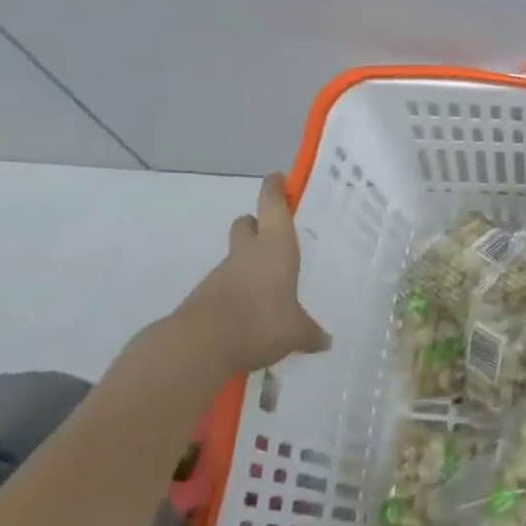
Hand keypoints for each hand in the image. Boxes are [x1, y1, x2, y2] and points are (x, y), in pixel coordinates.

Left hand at [179, 173, 330, 374]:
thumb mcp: (295, 331)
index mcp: (275, 245)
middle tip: (274, 236)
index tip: (278, 179)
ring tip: (268, 286)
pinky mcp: (204, 297)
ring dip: (248, 263)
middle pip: (247, 223)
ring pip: (235, 256)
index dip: (275, 188)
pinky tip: (250, 313)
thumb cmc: (260, 322)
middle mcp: (247, 252)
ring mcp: (222, 273)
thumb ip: (310, 333)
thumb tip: (326, 341)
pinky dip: (237, 291)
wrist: (199, 346)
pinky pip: (225, 285)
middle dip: (257, 224)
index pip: (272, 204)